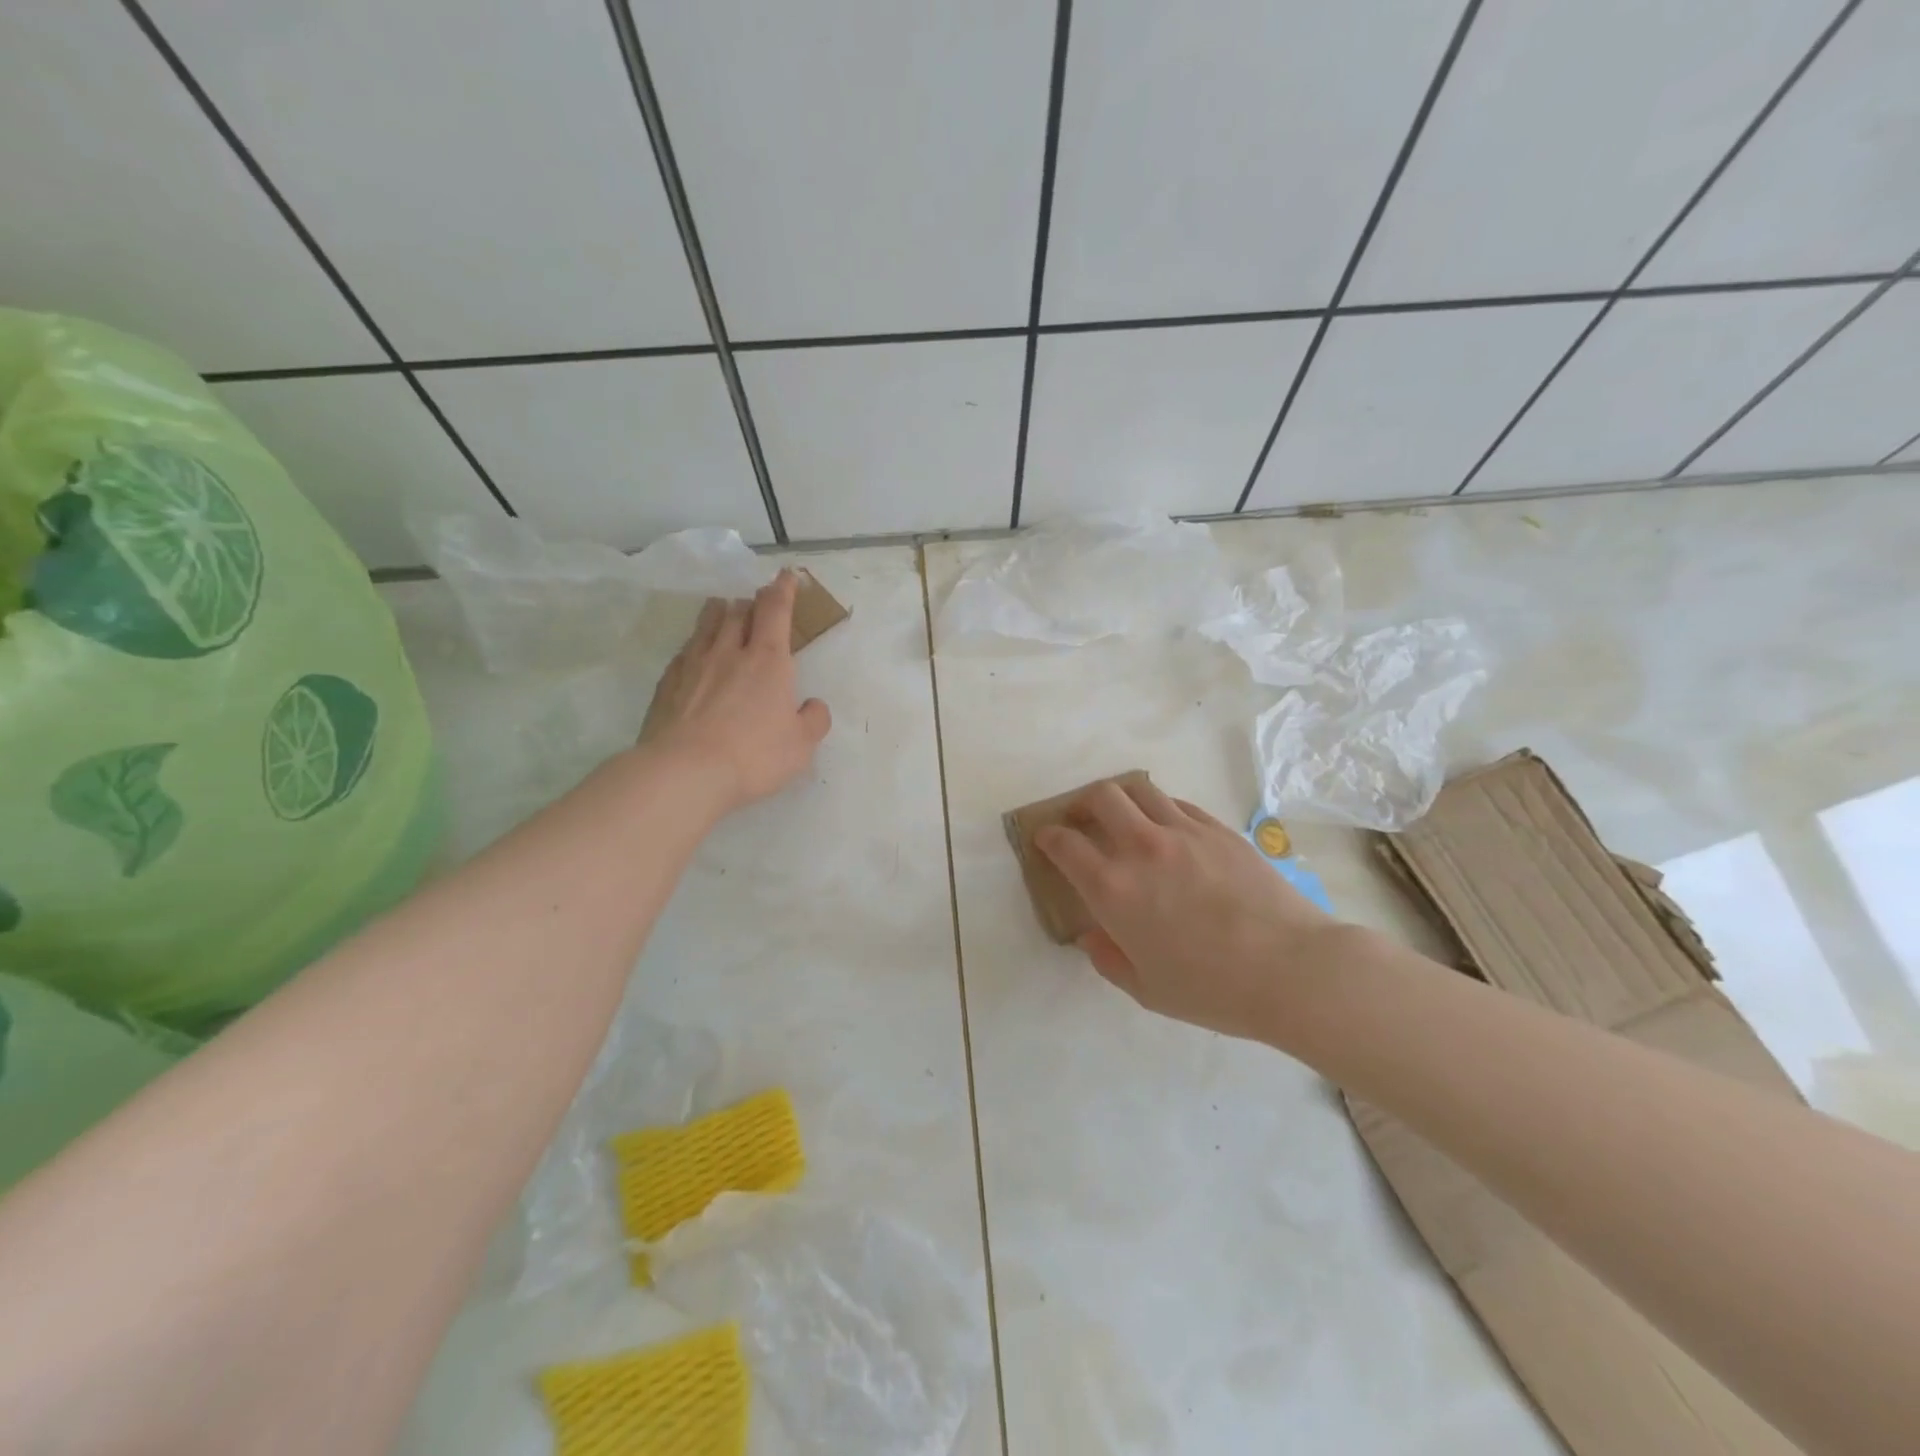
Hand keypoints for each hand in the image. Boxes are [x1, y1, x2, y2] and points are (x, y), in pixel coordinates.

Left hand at [639, 571, 831, 812]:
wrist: (685, 772)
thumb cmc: (754, 755)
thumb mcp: (801, 745)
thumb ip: (813, 720)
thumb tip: (812, 706)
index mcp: (769, 661)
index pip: (776, 610)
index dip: (783, 589)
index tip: (787, 575)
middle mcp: (730, 652)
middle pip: (739, 612)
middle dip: (751, 601)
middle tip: (756, 600)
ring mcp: (694, 665)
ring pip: (707, 625)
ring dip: (719, 612)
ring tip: (722, 608)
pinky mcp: (668, 684)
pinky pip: (684, 652)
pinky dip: (694, 644)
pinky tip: (693, 652)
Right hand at [1035, 779, 1341, 1040]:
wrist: (1291, 969)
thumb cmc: (1212, 989)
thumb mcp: (1146, 989)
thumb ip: (1108, 959)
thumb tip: (1091, 936)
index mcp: (1113, 889)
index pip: (1065, 844)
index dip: (1048, 837)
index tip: (1045, 838)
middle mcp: (1142, 848)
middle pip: (1100, 797)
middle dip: (1081, 802)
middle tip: (1082, 819)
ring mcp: (1183, 832)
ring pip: (1140, 790)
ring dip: (1121, 798)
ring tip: (1124, 816)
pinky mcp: (1218, 830)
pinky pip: (1178, 804)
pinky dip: (1161, 809)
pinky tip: (1168, 829)